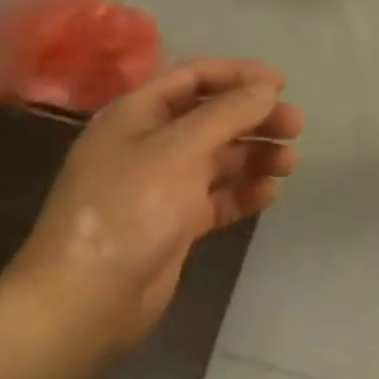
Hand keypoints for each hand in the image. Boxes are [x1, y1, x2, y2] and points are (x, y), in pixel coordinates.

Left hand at [5, 58, 301, 353]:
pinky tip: (269, 194)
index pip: (194, 77)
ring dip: (255, 155)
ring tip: (289, 163)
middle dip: (255, 118)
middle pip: (212, 117)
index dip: (239, 75)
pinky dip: (242, 192)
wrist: (83, 303)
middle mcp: (147, 144)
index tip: (282, 84)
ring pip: (218, 158)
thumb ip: (228, 113)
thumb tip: (266, 90)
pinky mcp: (171, 224)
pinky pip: (215, 197)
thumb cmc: (129, 209)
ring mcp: (159, 186)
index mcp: (136, 115)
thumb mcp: (180, 149)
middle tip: (295, 127)